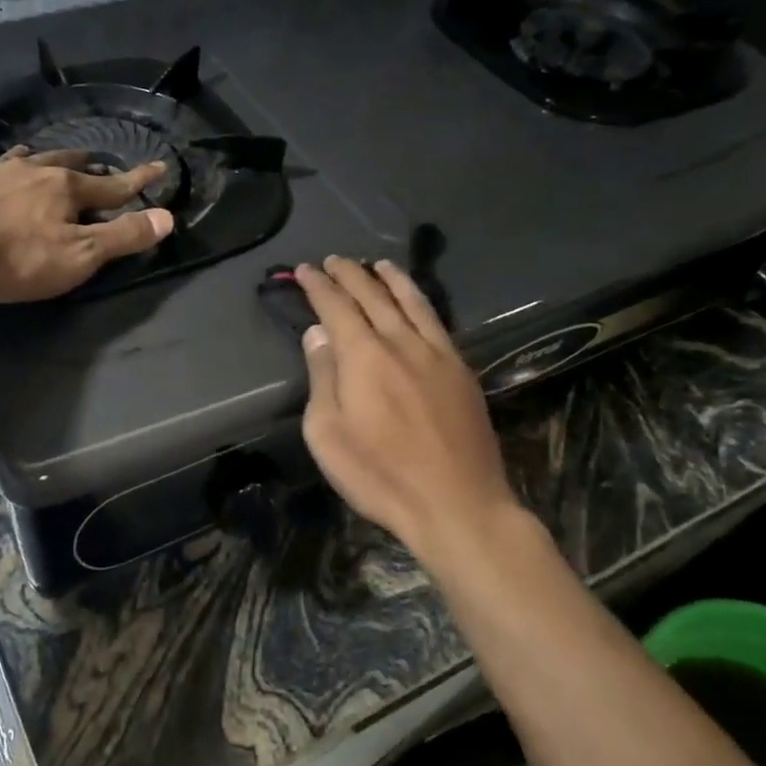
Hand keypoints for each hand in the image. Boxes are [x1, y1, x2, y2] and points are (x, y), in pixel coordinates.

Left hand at [0, 146, 174, 302]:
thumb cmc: (19, 258)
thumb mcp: (80, 255)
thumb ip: (123, 236)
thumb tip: (167, 217)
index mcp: (65, 188)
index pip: (112, 185)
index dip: (138, 180)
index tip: (160, 167)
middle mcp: (31, 171)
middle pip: (64, 164)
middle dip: (84, 163)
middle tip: (94, 160)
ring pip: (19, 161)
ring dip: (34, 159)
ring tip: (37, 156)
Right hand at [296, 257, 523, 564]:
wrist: (457, 504)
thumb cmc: (380, 475)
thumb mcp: (328, 433)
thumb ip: (323, 377)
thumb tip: (318, 334)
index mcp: (364, 356)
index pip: (337, 307)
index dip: (318, 286)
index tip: (304, 270)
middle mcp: (401, 343)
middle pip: (373, 296)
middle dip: (349, 274)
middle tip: (333, 260)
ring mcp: (437, 355)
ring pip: (411, 302)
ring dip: (390, 279)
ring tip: (377, 264)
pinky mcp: (462, 371)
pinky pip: (437, 322)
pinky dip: (420, 301)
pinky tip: (416, 302)